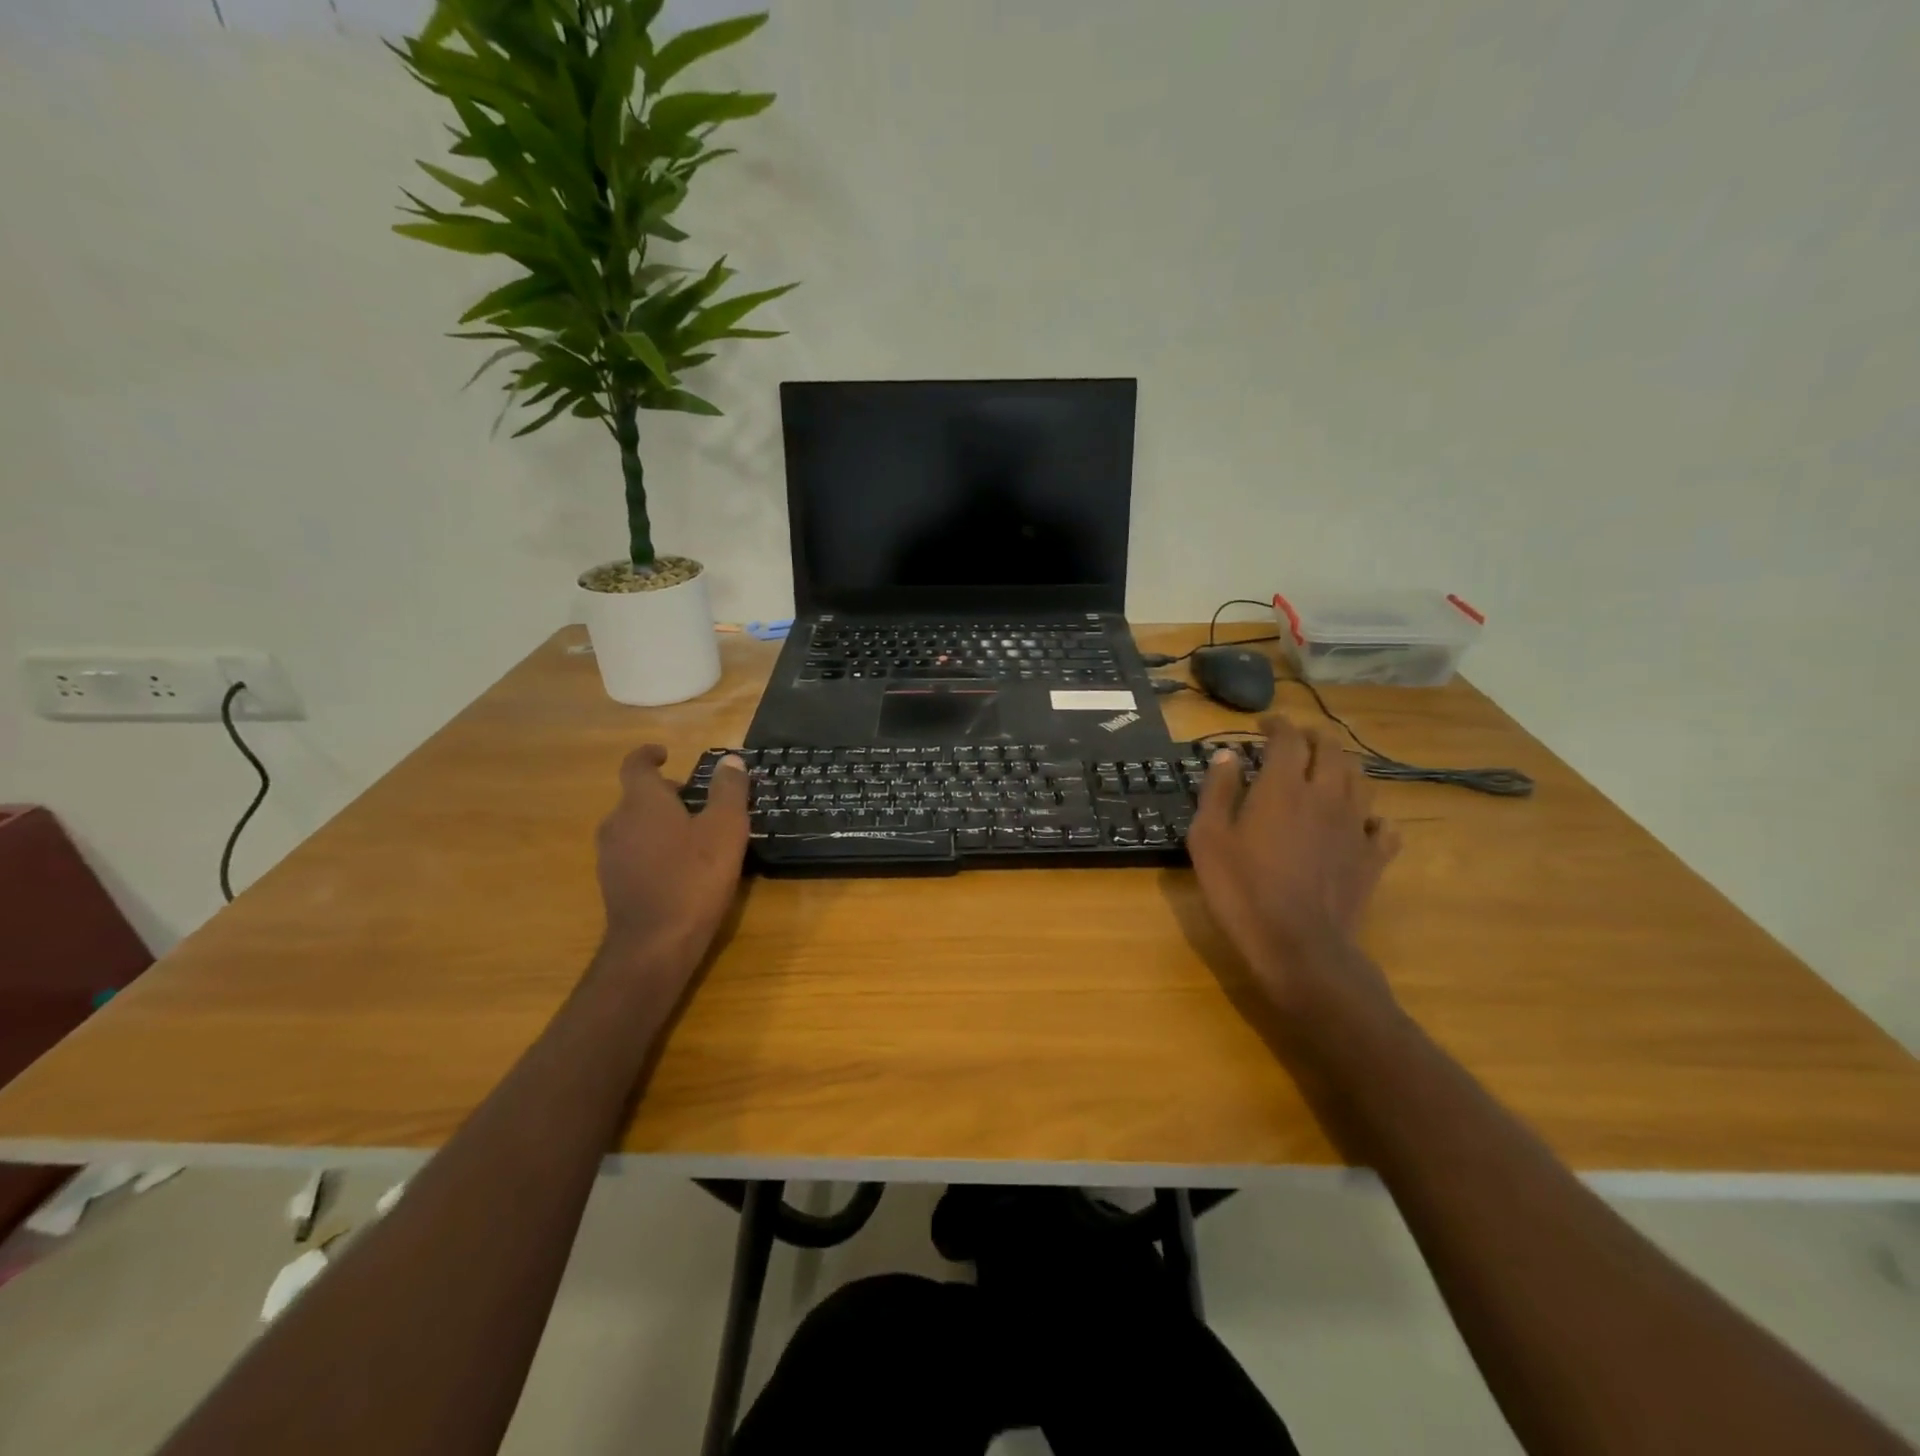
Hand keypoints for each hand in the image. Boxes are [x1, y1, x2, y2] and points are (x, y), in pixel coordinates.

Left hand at [595, 745, 749, 974]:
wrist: (655, 944)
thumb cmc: (694, 877)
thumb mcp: (726, 829)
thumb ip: (729, 791)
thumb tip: (731, 761)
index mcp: (642, 801)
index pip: (636, 765)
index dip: (649, 755)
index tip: (666, 754)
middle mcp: (617, 822)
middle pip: (637, 797)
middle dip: (665, 794)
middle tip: (697, 801)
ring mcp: (610, 856)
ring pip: (634, 826)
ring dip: (659, 823)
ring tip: (693, 836)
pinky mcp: (612, 884)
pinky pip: (633, 853)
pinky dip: (653, 849)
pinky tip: (679, 868)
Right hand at [1187, 715, 1401, 1009]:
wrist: (1298, 946)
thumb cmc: (1242, 890)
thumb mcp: (1208, 838)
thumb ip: (1218, 791)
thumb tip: (1226, 756)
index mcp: (1284, 786)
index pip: (1289, 738)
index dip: (1277, 725)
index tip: (1264, 726)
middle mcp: (1326, 795)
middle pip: (1331, 750)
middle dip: (1313, 738)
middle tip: (1295, 742)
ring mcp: (1355, 826)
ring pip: (1360, 779)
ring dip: (1342, 766)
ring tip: (1326, 770)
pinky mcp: (1373, 858)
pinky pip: (1383, 826)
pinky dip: (1371, 816)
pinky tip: (1360, 822)